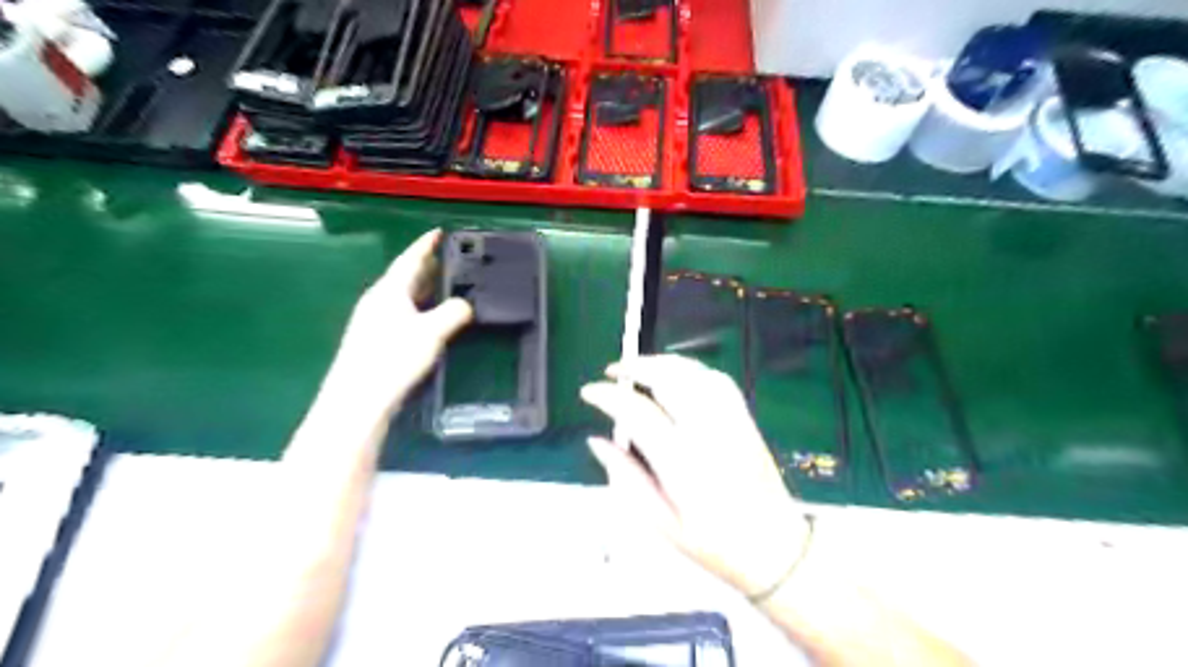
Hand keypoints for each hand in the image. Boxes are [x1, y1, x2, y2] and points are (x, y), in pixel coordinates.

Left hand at [322, 230, 474, 417]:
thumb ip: (454, 313)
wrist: (358, 399)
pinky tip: (426, 319)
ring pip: (401, 296)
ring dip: (421, 288)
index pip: (410, 259)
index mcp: (389, 291)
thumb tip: (466, 304)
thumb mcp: (432, 332)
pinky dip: (416, 307)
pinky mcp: (373, 341)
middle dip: (425, 266)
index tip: (438, 232)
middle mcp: (377, 301)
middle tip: (446, 259)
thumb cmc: (393, 359)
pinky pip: (400, 313)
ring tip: (442, 285)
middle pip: (404, 276)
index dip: (425, 244)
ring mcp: (372, 321)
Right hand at [581, 356, 812, 595]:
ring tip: (639, 366)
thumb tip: (597, 442)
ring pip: (694, 373)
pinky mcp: (745, 418)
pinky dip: (692, 368)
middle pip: (669, 379)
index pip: (638, 412)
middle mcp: (708, 433)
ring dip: (662, 362)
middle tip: (612, 370)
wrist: (773, 546)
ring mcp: (730, 421)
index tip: (588, 392)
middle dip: (635, 366)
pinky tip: (676, 374)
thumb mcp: (659, 522)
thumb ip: (625, 477)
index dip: (608, 396)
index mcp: (682, 463)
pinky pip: (717, 379)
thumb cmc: (714, 542)